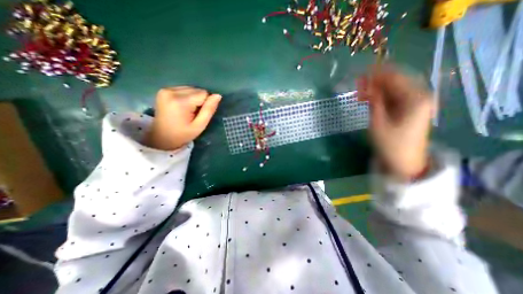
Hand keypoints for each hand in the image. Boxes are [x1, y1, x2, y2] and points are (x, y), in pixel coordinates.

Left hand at [144, 86, 221, 149]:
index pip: (203, 93)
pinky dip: (186, 97)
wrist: (162, 137)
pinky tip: (181, 107)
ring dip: (193, 98)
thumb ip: (209, 110)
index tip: (198, 114)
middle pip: (197, 90)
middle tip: (192, 114)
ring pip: (191, 88)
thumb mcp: (200, 125)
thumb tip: (218, 95)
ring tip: (187, 111)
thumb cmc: (183, 134)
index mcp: (180, 102)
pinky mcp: (163, 90)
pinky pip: (183, 89)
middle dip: (199, 101)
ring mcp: (166, 89)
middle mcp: (171, 91)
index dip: (205, 104)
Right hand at [358, 64, 435, 179]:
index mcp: (415, 98)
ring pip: (393, 90)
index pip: (394, 78)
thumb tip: (366, 85)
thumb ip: (373, 101)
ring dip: (376, 90)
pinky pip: (393, 98)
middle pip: (395, 82)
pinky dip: (381, 97)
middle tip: (357, 84)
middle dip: (375, 82)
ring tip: (360, 94)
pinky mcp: (409, 110)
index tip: (359, 75)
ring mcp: (415, 103)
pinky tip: (369, 100)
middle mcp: (419, 96)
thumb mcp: (378, 122)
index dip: (376, 75)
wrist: (404, 162)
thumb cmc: (390, 144)